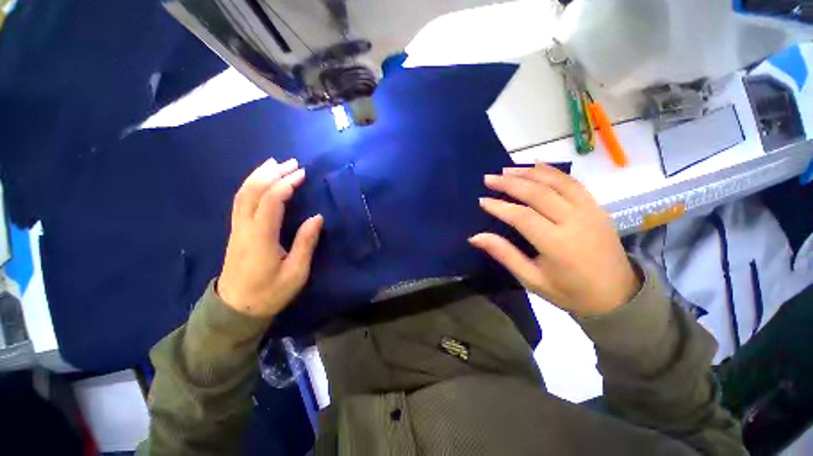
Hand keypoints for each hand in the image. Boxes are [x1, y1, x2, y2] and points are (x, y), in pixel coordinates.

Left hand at [217, 158, 323, 318]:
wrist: (237, 309)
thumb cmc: (271, 292)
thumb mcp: (296, 272)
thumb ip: (306, 242)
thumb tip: (317, 217)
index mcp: (260, 238)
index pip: (271, 201)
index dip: (285, 184)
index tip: (302, 174)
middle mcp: (244, 228)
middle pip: (253, 191)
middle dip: (272, 173)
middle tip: (292, 162)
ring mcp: (236, 229)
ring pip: (243, 194)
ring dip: (259, 175)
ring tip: (275, 163)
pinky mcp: (236, 231)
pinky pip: (240, 201)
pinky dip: (251, 186)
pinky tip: (260, 181)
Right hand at [469, 164, 639, 316]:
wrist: (618, 296)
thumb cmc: (570, 292)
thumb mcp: (532, 280)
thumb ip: (504, 254)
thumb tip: (475, 237)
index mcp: (558, 244)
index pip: (522, 217)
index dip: (499, 207)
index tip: (482, 200)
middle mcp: (575, 221)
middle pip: (538, 193)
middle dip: (510, 183)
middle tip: (489, 178)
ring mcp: (590, 211)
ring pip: (556, 182)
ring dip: (529, 173)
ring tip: (507, 169)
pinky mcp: (597, 206)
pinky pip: (573, 182)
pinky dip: (552, 171)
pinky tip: (537, 165)